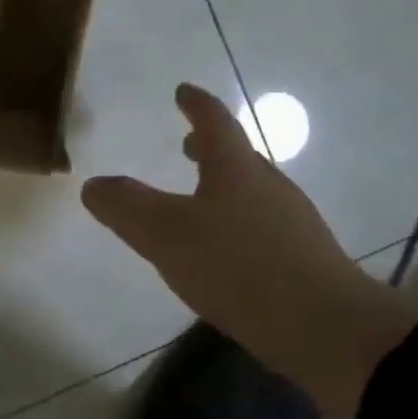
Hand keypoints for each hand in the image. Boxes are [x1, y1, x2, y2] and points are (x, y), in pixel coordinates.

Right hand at [81, 83, 413, 418]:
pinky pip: (261, 224)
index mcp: (237, 170)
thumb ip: (127, 208)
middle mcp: (269, 186)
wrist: (323, 326)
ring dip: (223, 185)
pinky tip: (226, 250)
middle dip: (208, 148)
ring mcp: (292, 222)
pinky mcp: (302, 258)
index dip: (196, 105)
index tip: (182, 91)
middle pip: (237, 156)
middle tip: (186, 146)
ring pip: (250, 191)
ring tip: (199, 199)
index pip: (215, 123)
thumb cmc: (239, 268)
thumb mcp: (167, 236)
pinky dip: (236, 220)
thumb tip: (94, 184)